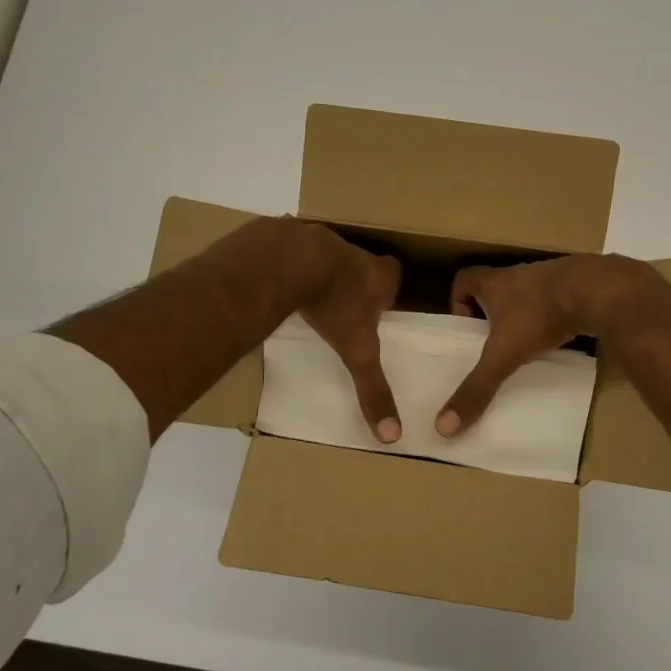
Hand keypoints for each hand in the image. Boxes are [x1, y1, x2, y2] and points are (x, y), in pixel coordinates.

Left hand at [295, 225, 403, 441]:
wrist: (289, 261)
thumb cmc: (334, 304)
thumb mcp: (357, 352)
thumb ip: (373, 388)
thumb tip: (392, 435)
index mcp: (377, 274)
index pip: (394, 273)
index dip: (388, 288)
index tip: (380, 304)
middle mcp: (353, 252)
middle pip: (361, 262)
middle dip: (355, 279)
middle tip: (344, 302)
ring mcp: (318, 239)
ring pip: (325, 254)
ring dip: (319, 270)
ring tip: (309, 294)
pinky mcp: (286, 235)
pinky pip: (290, 248)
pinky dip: (286, 263)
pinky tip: (276, 282)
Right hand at [436, 254, 650, 436]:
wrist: (597, 292)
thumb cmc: (539, 316)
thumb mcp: (504, 355)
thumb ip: (477, 388)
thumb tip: (444, 427)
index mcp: (495, 282)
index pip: (464, 279)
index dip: (458, 302)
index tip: (465, 329)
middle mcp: (519, 275)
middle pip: (496, 288)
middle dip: (491, 314)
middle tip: (493, 344)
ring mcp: (550, 279)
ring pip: (527, 295)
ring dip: (523, 316)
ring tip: (525, 346)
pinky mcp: (576, 287)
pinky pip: (555, 301)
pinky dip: (551, 317)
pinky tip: (558, 338)